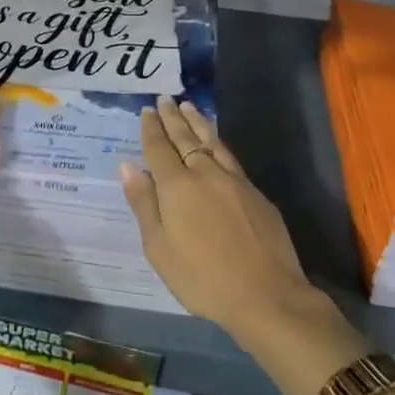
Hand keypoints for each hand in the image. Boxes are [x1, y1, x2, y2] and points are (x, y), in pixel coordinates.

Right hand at [120, 96, 327, 348]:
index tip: (147, 110)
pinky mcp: (256, 192)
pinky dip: (218, 141)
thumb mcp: (159, 249)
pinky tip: (216, 141)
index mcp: (177, 186)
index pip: (159, 148)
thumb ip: (144, 204)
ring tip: (189, 107)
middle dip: (172, 118)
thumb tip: (128, 166)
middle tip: (165, 99)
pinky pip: (230, 156)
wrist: (267, 295)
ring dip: (197, 122)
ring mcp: (234, 180)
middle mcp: (205, 173)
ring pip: (212, 141)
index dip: (151, 129)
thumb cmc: (202, 278)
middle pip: (185, 137)